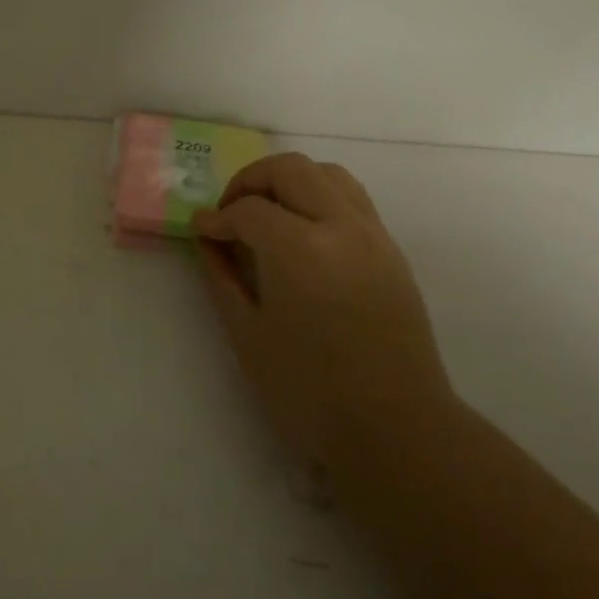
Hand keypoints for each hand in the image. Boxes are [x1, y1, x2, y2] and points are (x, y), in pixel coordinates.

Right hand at [194, 153, 453, 475]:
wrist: (396, 429)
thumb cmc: (309, 391)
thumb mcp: (247, 335)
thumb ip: (221, 277)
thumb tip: (206, 238)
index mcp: (299, 248)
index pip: (248, 209)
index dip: (218, 217)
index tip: (202, 231)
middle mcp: (341, 226)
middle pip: (290, 170)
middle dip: (250, 181)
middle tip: (230, 213)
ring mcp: (373, 235)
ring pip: (328, 174)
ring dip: (289, 181)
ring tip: (267, 215)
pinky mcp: (392, 251)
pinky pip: (352, 199)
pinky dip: (319, 198)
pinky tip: (302, 235)